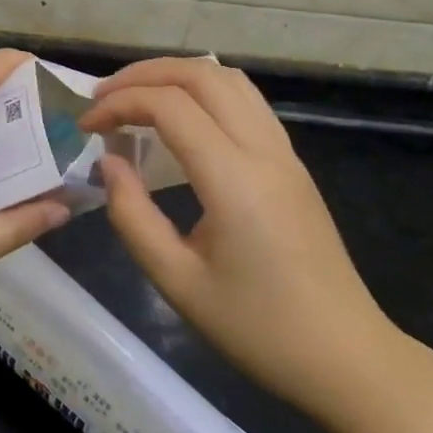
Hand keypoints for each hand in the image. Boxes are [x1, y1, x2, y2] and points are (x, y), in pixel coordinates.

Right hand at [79, 57, 399, 420]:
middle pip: (202, 75)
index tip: (87, 124)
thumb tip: (108, 163)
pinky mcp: (292, 163)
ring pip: (229, 79)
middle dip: (145, 74)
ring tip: (138, 98)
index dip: (120, 104)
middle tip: (104, 97)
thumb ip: (133, 216)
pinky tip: (182, 120)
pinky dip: (205, 91)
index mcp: (234, 179)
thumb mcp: (178, 282)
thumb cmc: (258, 329)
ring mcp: (284, 153)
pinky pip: (247, 102)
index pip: (170, 106)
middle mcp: (263, 150)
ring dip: (178, 76)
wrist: (346, 358)